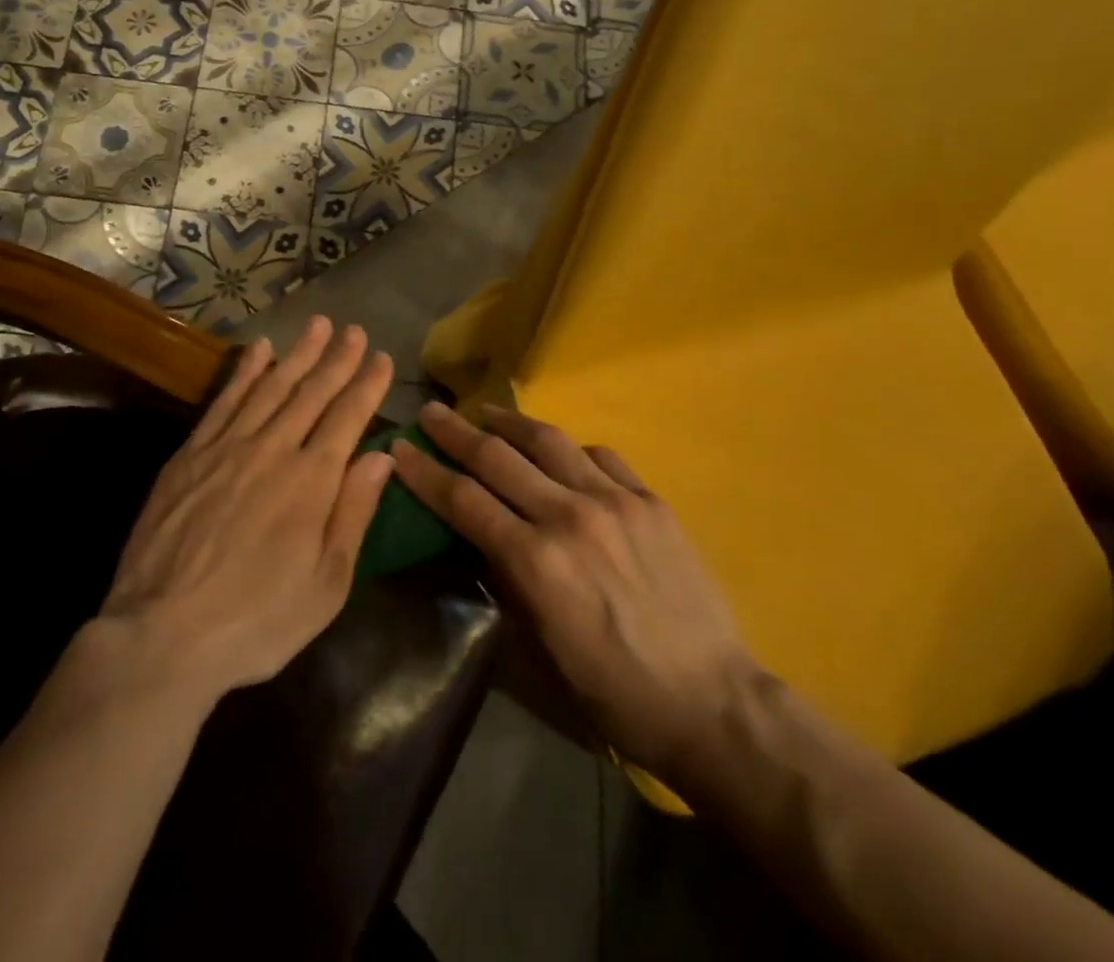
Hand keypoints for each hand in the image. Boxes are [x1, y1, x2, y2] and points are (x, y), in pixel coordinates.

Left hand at [94, 317, 394, 703]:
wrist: (163, 634)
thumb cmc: (258, 620)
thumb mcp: (326, 584)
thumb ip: (353, 513)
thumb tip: (380, 457)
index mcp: (312, 481)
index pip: (348, 417)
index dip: (368, 385)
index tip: (383, 357)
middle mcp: (274, 449)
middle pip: (312, 392)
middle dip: (337, 358)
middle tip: (354, 329)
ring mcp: (228, 447)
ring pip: (271, 387)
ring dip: (297, 353)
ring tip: (317, 324)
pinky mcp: (191, 454)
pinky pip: (224, 401)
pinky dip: (245, 372)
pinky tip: (259, 351)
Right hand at [391, 403, 755, 777]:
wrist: (712, 701)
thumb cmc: (615, 692)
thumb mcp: (542, 648)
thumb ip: (507, 582)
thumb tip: (483, 538)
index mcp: (535, 560)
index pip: (464, 500)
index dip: (426, 472)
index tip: (401, 447)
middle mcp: (569, 516)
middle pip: (498, 458)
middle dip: (455, 432)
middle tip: (430, 412)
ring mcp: (615, 501)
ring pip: (550, 442)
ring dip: (510, 423)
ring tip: (487, 412)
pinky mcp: (651, 501)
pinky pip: (602, 457)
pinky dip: (572, 449)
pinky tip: (562, 451)